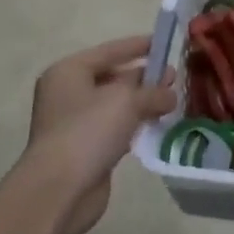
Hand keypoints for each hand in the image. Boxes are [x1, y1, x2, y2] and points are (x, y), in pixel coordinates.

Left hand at [22, 35, 175, 233]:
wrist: (59, 190)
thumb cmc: (88, 131)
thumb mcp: (126, 101)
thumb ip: (153, 92)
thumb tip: (171, 95)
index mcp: (69, 71)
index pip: (110, 50)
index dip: (139, 46)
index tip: (165, 43)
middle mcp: (68, 93)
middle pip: (112, 77)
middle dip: (144, 77)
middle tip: (174, 77)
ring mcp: (75, 122)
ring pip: (115, 104)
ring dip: (142, 103)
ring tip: (172, 101)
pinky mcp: (85, 148)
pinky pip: (115, 128)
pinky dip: (134, 125)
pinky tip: (157, 125)